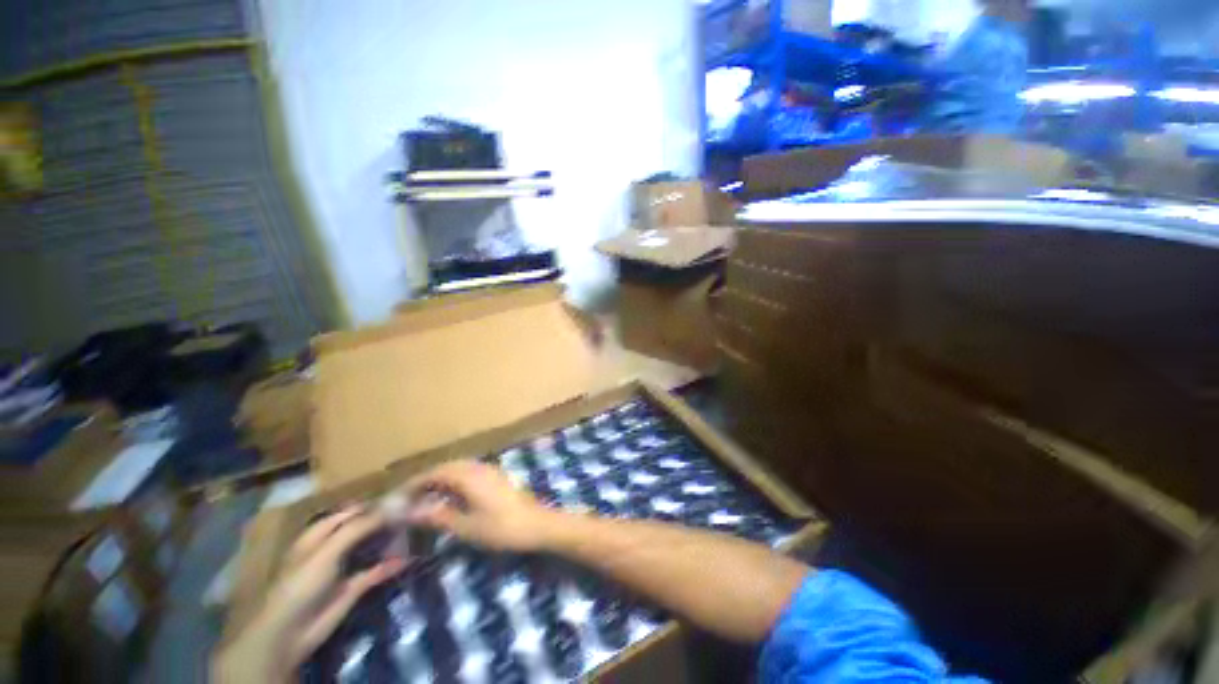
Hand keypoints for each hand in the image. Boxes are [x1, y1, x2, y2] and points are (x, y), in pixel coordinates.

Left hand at [212, 507, 406, 682]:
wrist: (290, 632)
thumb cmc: (301, 583)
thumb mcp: (327, 551)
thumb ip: (358, 528)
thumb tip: (391, 507)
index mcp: (319, 534)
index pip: (349, 512)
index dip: (371, 504)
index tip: (399, 499)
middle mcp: (332, 547)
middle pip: (362, 528)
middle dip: (384, 521)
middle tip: (413, 513)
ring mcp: (343, 567)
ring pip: (371, 548)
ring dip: (389, 541)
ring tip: (415, 531)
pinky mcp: (353, 587)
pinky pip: (376, 571)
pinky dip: (391, 565)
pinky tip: (410, 558)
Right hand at [404, 460, 563, 551]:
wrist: (537, 524)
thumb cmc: (502, 528)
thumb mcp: (466, 526)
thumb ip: (439, 516)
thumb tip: (410, 511)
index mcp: (469, 476)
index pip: (436, 472)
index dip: (415, 483)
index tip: (397, 496)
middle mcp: (479, 467)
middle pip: (447, 467)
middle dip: (426, 479)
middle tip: (408, 497)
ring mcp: (490, 470)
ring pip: (459, 468)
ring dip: (441, 478)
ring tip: (424, 497)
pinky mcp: (497, 477)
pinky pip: (469, 472)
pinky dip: (455, 480)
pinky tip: (451, 496)